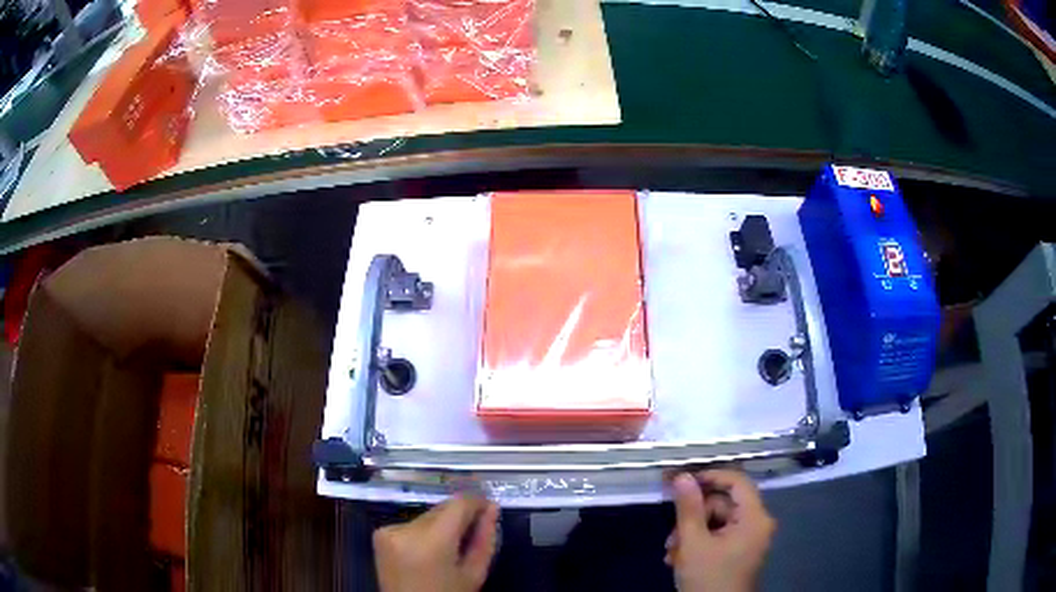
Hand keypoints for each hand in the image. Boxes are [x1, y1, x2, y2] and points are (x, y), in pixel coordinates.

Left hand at [374, 494, 499, 591]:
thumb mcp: (474, 574)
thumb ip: (485, 540)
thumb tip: (491, 509)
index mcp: (431, 541)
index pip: (458, 504)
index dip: (477, 503)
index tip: (489, 510)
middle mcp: (405, 528)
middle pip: (441, 508)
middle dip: (459, 517)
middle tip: (472, 535)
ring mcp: (388, 530)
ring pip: (427, 516)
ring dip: (441, 526)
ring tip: (449, 549)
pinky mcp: (379, 534)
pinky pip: (410, 525)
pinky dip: (422, 533)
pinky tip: (427, 552)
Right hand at [665, 470, 775, 591]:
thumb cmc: (708, 578)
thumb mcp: (693, 543)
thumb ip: (688, 508)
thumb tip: (683, 476)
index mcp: (754, 518)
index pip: (737, 481)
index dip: (710, 476)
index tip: (682, 482)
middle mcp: (757, 524)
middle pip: (723, 505)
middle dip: (693, 518)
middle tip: (670, 537)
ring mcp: (749, 539)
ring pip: (717, 522)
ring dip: (691, 534)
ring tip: (671, 554)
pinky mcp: (740, 551)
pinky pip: (719, 536)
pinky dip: (699, 544)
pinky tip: (679, 559)